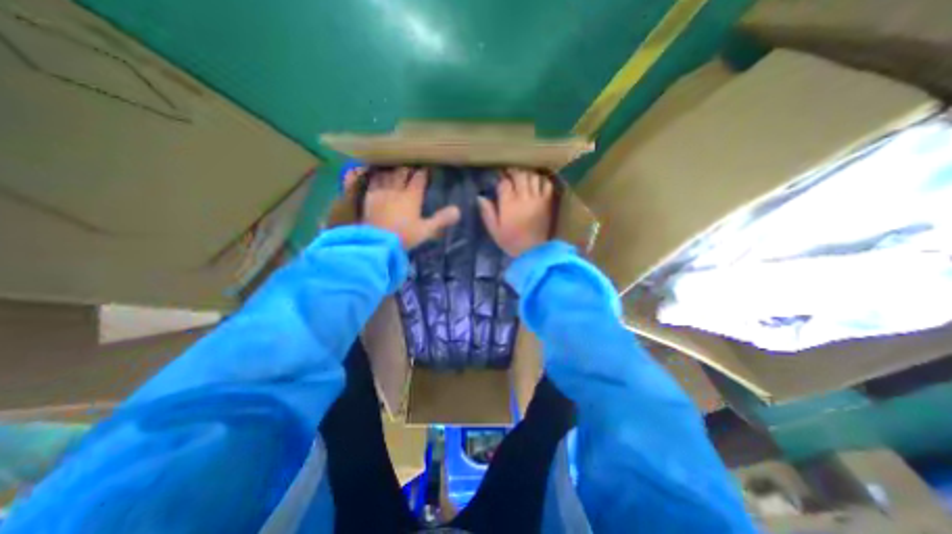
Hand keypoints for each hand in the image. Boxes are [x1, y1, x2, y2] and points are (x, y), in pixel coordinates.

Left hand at [361, 167, 460, 249]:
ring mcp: (381, 193)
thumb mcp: (426, 230)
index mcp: (412, 197)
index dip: (423, 173)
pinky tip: (375, 176)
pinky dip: (375, 177)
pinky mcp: (369, 198)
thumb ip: (441, 219)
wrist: (378, 241)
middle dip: (407, 169)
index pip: (419, 179)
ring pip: (386, 175)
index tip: (426, 169)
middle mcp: (396, 190)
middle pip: (402, 173)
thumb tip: (458, 210)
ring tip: (393, 170)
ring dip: (391, 171)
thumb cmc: (405, 236)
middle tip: (410, 168)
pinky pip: (372, 182)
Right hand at [480, 167, 555, 255]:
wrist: (532, 251)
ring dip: (527, 175)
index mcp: (508, 205)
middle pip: (519, 175)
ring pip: (532, 177)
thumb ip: (487, 212)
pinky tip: (536, 184)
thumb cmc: (510, 241)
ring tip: (523, 178)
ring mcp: (537, 199)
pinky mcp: (547, 202)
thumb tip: (480, 197)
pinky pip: (546, 185)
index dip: (501, 179)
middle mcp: (523, 198)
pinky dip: (541, 181)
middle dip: (513, 172)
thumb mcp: (494, 230)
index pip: (505, 183)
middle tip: (510, 175)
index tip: (499, 179)